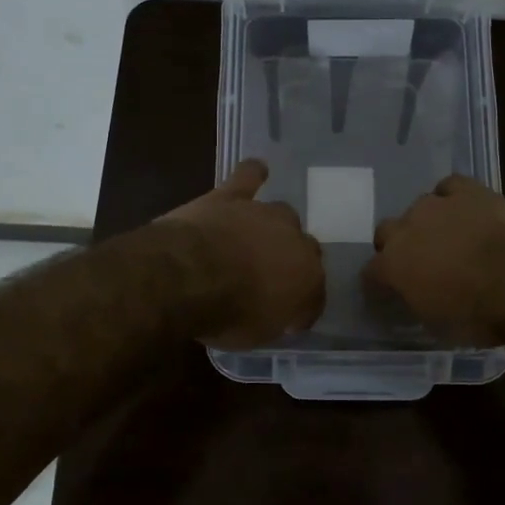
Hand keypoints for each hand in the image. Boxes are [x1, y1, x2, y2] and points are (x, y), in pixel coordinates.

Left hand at [160, 158, 324, 348]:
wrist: (189, 275)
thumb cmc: (228, 313)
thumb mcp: (258, 333)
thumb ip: (275, 318)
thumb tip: (280, 313)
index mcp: (309, 278)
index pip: (315, 292)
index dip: (302, 305)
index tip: (289, 318)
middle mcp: (296, 240)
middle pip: (304, 248)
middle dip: (292, 261)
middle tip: (270, 276)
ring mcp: (264, 214)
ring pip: (282, 214)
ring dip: (273, 227)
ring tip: (258, 238)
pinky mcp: (233, 196)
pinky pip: (249, 177)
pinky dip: (253, 174)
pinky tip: (257, 171)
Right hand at [365, 175, 504, 343]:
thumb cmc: (479, 314)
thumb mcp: (439, 325)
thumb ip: (419, 303)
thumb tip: (420, 297)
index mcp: (392, 266)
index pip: (371, 272)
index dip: (380, 281)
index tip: (390, 290)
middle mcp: (406, 229)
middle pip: (387, 231)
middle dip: (398, 245)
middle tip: (420, 262)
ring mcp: (436, 205)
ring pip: (419, 207)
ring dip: (428, 222)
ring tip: (450, 236)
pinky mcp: (467, 190)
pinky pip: (450, 187)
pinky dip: (454, 197)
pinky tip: (466, 210)